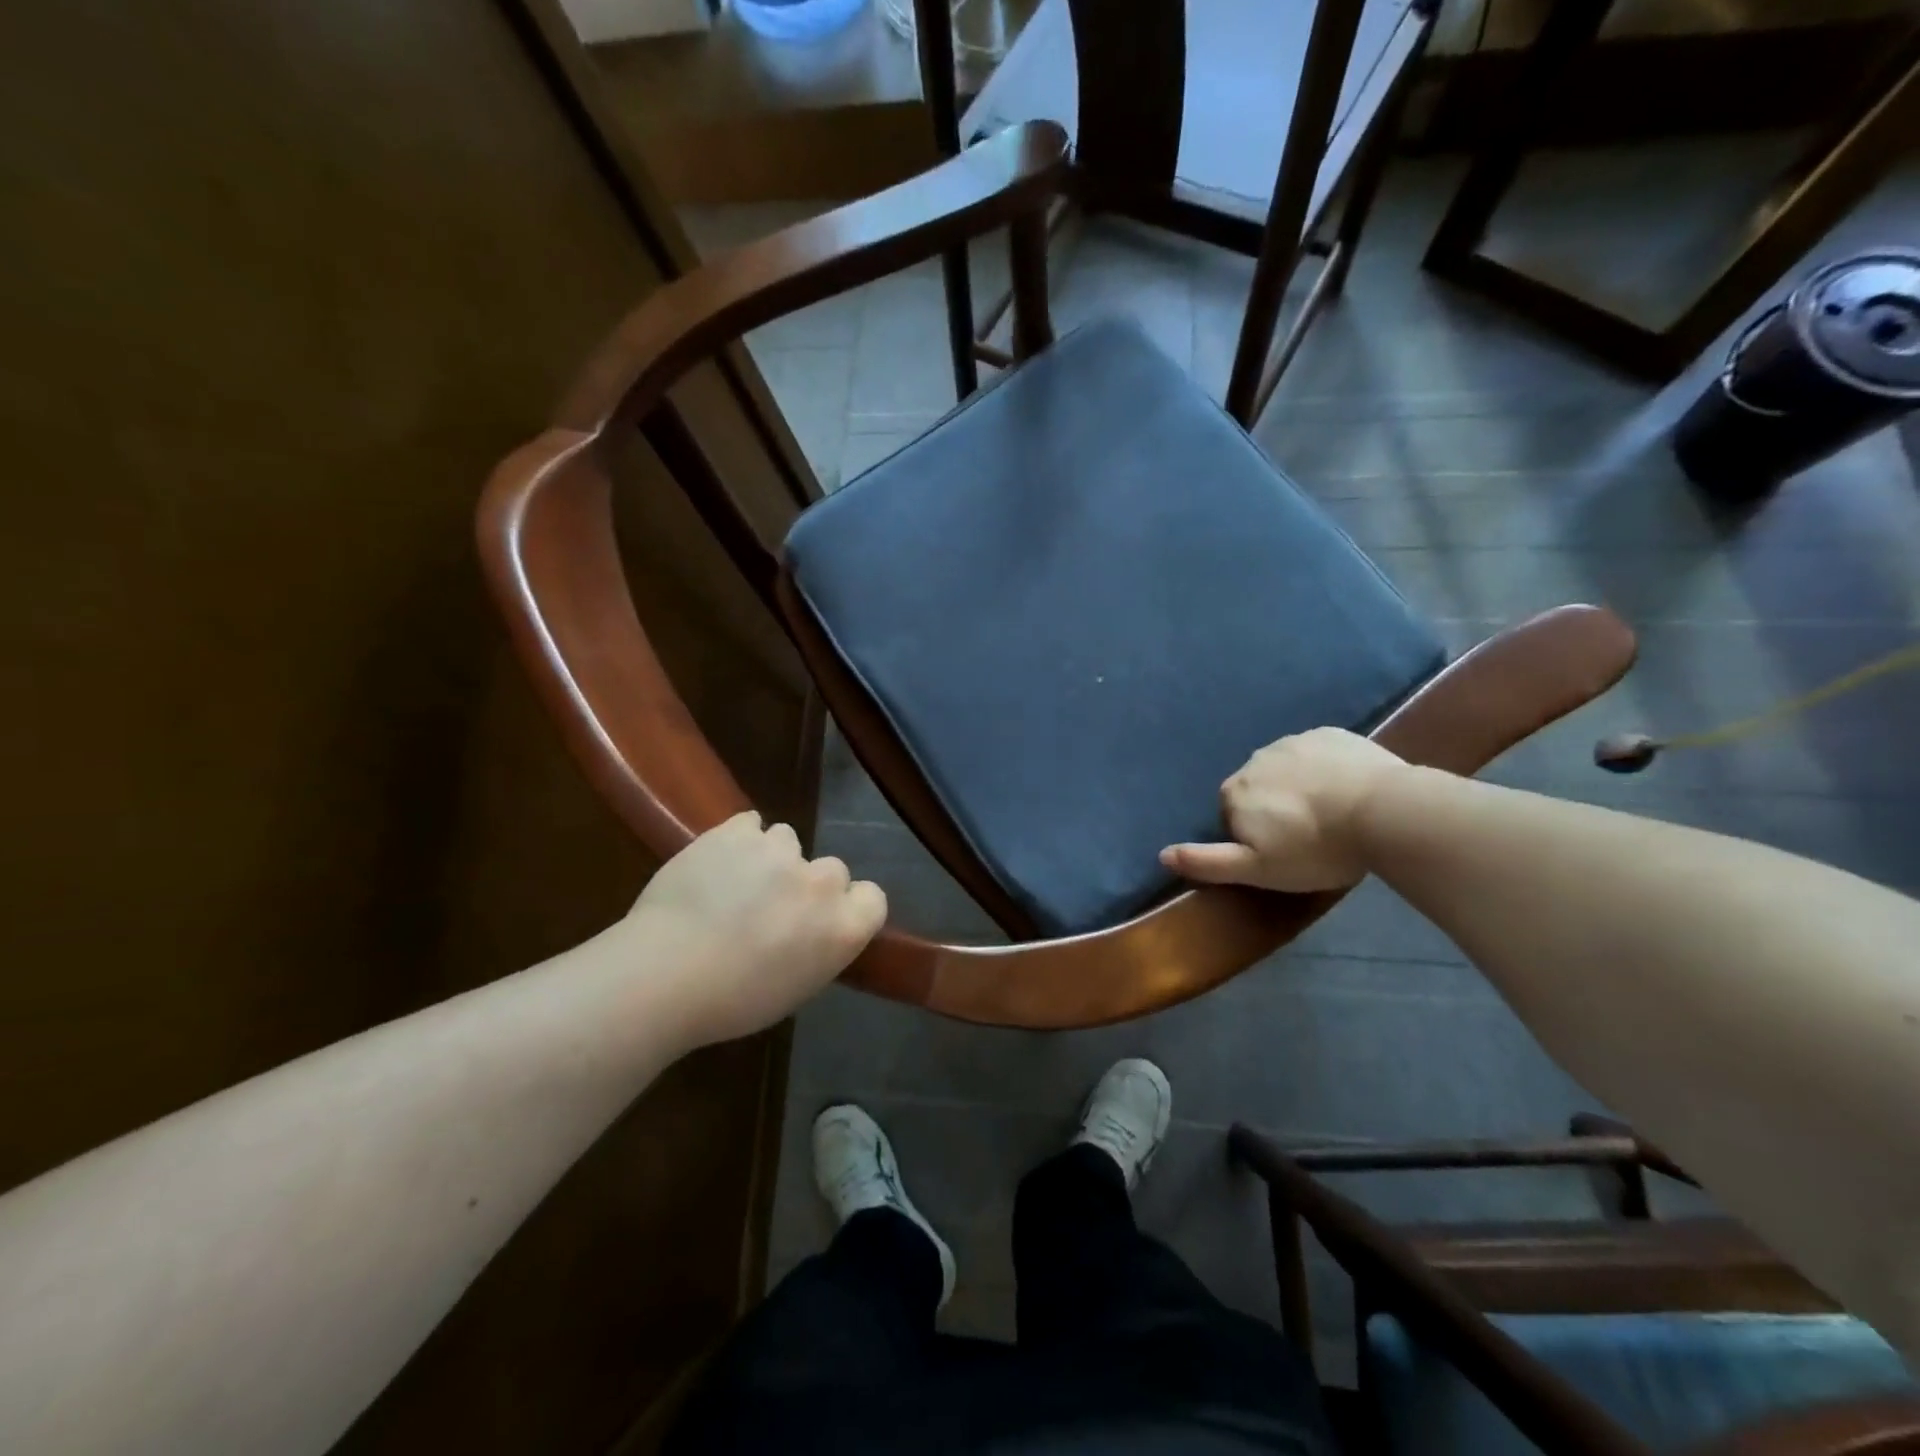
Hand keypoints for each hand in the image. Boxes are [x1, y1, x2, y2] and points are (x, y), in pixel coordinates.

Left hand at [625, 812, 886, 1045]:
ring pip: (787, 841)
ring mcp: (779, 850)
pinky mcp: (736, 830)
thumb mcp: (795, 989)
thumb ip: (818, 949)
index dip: (849, 907)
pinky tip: (718, 861)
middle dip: (808, 885)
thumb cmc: (730, 1002)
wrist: (662, 975)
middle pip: (832, 869)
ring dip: (771, 859)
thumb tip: (810, 931)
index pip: (873, 898)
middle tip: (773, 908)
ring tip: (737, 882)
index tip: (822, 922)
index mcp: (843, 927)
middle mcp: (821, 881)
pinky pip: (750, 824)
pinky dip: (739, 839)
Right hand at [1160, 728, 1404, 892]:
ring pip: (1287, 768)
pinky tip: (1348, 788)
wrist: (1383, 812)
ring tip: (1333, 812)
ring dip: (1299, 786)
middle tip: (1311, 835)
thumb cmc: (1316, 848)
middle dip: (1275, 807)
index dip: (1256, 835)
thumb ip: (1207, 862)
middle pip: (1258, 788)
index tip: (1285, 852)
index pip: (1233, 814)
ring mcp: (1293, 741)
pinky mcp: (1329, 733)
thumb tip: (1161, 854)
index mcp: (1234, 792)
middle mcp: (1254, 760)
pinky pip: (1317, 752)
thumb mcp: (1257, 869)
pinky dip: (1325, 768)